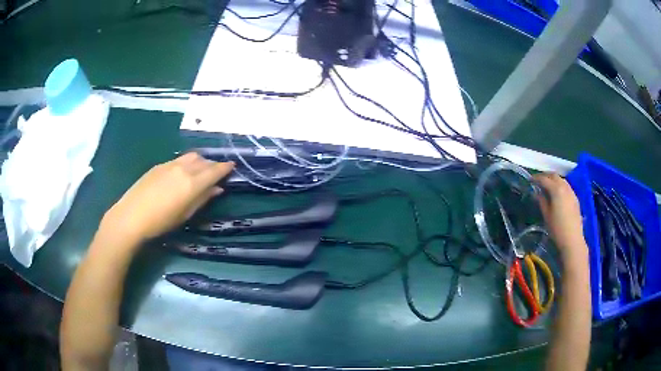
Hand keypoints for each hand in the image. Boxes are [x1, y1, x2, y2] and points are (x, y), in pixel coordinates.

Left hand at [101, 153, 233, 243]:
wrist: (131, 216)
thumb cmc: (161, 222)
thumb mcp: (185, 214)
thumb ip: (202, 199)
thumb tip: (217, 189)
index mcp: (192, 183)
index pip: (215, 170)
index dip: (225, 167)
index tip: (232, 166)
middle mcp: (183, 168)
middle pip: (203, 160)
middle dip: (212, 165)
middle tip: (215, 174)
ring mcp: (170, 164)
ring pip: (191, 157)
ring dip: (199, 162)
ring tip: (199, 172)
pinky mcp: (159, 165)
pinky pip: (178, 160)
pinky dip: (186, 163)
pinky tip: (181, 174)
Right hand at [534, 173, 586, 259]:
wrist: (572, 239)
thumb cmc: (557, 229)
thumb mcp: (546, 215)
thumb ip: (541, 201)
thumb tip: (537, 193)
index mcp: (556, 190)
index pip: (544, 179)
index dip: (536, 178)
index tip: (530, 180)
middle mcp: (564, 187)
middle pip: (554, 176)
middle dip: (545, 176)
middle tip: (538, 180)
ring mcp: (571, 191)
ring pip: (561, 179)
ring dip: (553, 179)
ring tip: (547, 185)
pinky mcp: (575, 198)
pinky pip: (566, 186)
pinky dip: (559, 185)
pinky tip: (557, 193)